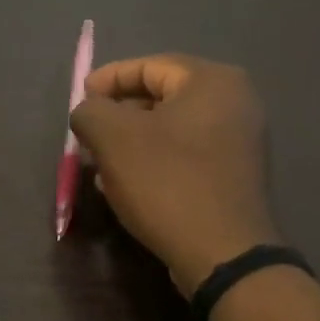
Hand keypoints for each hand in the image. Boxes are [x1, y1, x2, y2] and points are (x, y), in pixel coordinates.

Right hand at [69, 54, 277, 294]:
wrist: (223, 253)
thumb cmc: (167, 182)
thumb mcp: (113, 138)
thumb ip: (90, 111)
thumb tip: (88, 111)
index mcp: (212, 81)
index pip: (148, 66)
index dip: (107, 80)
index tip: (80, 100)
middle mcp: (235, 103)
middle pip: (161, 97)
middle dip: (118, 114)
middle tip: (87, 135)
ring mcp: (239, 141)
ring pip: (170, 129)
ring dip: (131, 142)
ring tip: (99, 164)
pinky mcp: (234, 176)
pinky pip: (184, 155)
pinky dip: (153, 162)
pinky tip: (126, 185)